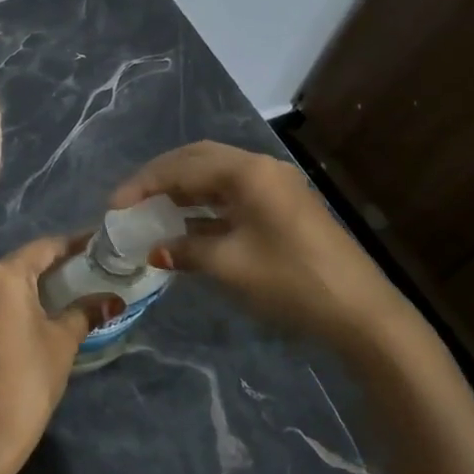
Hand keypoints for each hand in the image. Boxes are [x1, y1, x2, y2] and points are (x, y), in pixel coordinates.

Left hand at [0, 235, 112, 473]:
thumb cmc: (30, 375)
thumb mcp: (64, 340)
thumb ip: (85, 311)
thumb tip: (112, 300)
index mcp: (5, 275)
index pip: (45, 247)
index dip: (74, 244)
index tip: (101, 244)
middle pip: (26, 261)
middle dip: (59, 263)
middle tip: (94, 266)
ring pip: (12, 281)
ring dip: (41, 282)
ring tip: (77, 286)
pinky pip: (1, 299)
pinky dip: (25, 299)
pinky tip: (49, 309)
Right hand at [111, 141, 406, 348]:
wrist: (360, 313)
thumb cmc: (290, 281)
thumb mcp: (229, 265)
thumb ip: (184, 249)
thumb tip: (153, 250)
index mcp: (248, 172)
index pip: (182, 167)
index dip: (143, 184)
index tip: (114, 207)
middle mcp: (261, 168)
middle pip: (198, 160)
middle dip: (160, 178)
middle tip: (130, 201)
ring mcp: (275, 186)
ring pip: (215, 176)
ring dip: (182, 190)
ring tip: (150, 211)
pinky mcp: (282, 207)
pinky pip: (231, 195)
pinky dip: (203, 206)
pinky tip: (184, 225)